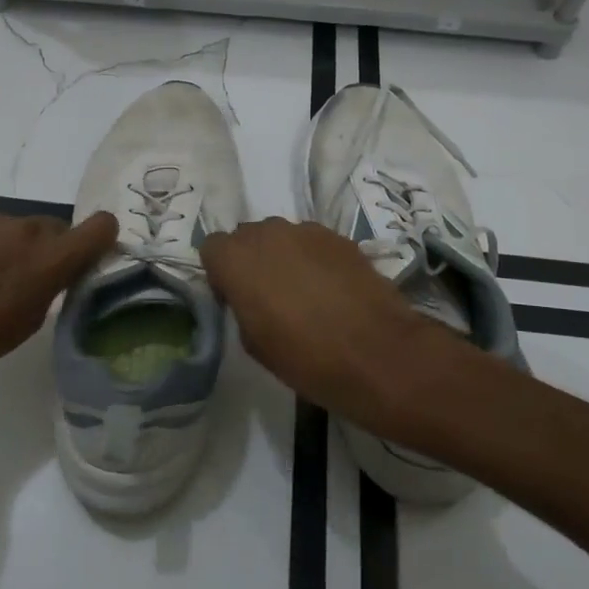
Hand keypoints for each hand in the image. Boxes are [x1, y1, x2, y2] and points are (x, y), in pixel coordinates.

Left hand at [0, 210, 116, 406]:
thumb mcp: (28, 322)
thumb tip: (60, 269)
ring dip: (13, 245)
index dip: (100, 238)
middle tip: (26, 278)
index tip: (89, 254)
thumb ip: (53, 285)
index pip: (101, 226)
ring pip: (18, 227)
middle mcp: (26, 230)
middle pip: (54, 228)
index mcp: (51, 261)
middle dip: (48, 249)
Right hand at [199, 218, 454, 433]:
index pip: (212, 248)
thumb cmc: (305, 357)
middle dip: (251, 259)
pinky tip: (331, 289)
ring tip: (304, 292)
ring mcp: (307, 231)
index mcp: (237, 260)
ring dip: (283, 256)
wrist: (376, 353)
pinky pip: (313, 242)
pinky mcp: (340, 237)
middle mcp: (268, 234)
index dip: (221, 273)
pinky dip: (314, 259)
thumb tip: (250, 297)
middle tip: (267, 295)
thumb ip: (242, 307)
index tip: (235, 298)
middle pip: (247, 236)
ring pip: (282, 236)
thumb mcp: (254, 344)